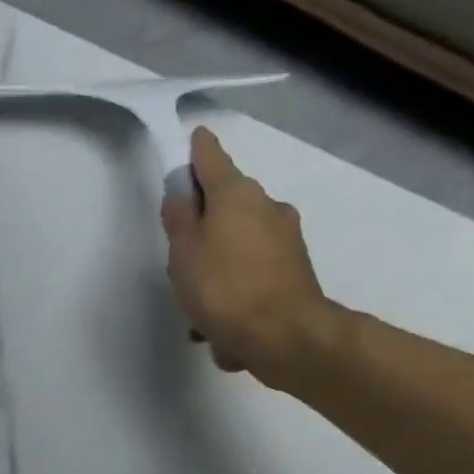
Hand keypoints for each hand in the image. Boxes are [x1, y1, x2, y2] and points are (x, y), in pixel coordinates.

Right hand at [162, 126, 331, 379]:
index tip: (193, 138)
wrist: (282, 334)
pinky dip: (237, 286)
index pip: (212, 160)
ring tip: (200, 304)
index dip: (198, 150)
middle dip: (206, 222)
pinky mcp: (294, 269)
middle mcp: (267, 207)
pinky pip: (253, 270)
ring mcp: (285, 238)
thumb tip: (181, 193)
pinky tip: (222, 322)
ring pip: (240, 241)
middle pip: (228, 203)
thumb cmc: (223, 288)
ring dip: (220, 262)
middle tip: (181, 255)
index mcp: (236, 195)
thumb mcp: (184, 253)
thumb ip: (179, 219)